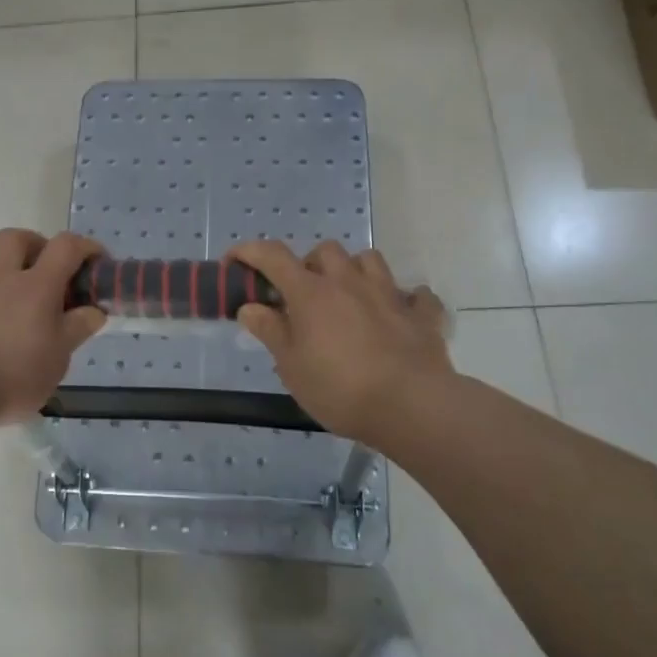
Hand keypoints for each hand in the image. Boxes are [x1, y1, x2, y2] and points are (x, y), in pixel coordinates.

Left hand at [0, 230, 106, 423]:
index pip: (65, 248)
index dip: (83, 246)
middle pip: (12, 238)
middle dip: (29, 242)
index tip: (96, 260)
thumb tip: (94, 310)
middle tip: (40, 262)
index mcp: (36, 288)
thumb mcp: (59, 358)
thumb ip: (77, 329)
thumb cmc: (15, 375)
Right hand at [227, 240, 451, 440]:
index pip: (273, 256)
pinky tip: (398, 315)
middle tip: (303, 294)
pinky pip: (416, 296)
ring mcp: (389, 294)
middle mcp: (349, 282)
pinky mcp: (421, 315)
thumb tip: (250, 307)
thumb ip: (270, 331)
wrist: (411, 406)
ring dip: (355, 270)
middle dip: (310, 263)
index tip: (234, 261)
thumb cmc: (340, 388)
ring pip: (370, 260)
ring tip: (348, 296)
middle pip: (325, 250)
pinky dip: (405, 301)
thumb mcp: (292, 366)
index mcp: (311, 292)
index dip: (249, 252)